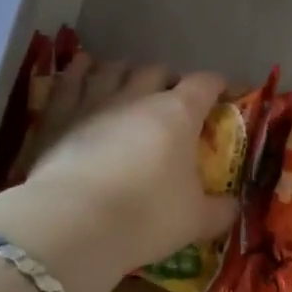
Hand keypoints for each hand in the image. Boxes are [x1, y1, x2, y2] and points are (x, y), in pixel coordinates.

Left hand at [17, 57, 234, 276]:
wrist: (72, 223)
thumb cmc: (145, 216)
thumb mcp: (195, 221)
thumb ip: (219, 210)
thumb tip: (233, 207)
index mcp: (178, 114)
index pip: (204, 84)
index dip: (217, 85)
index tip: (224, 93)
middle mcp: (138, 96)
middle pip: (157, 71)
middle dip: (168, 79)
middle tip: (172, 96)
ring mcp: (95, 101)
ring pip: (113, 70)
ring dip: (124, 71)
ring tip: (127, 79)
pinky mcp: (58, 115)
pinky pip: (70, 81)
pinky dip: (79, 71)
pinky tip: (82, 67)